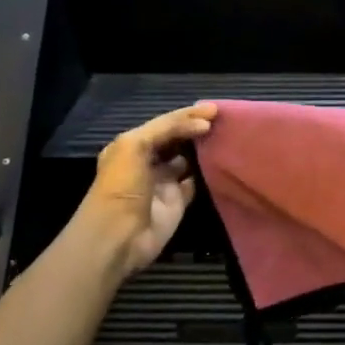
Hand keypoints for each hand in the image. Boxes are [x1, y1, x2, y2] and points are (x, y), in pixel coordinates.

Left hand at [79, 103, 217, 271]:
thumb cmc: (122, 186)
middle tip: (223, 120)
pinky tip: (223, 162)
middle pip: (177, 139)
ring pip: (188, 160)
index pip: (165, 124)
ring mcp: (164, 182)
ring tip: (227, 136)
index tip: (214, 109)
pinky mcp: (178, 202)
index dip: (187, 115)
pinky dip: (208, 174)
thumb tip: (204, 125)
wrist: (118, 236)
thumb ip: (167, 128)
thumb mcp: (135, 146)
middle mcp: (148, 161)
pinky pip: (196, 183)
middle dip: (196, 129)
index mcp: (132, 145)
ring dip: (204, 150)